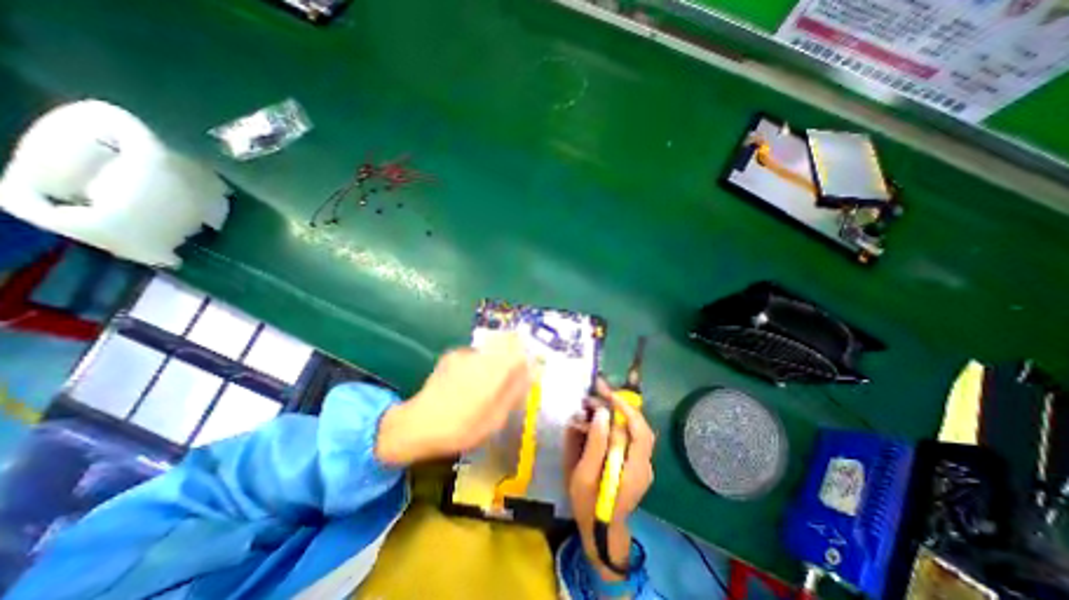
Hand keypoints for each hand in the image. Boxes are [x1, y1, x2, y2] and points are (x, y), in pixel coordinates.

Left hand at [376, 334, 533, 464]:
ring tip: (481, 389)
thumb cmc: (462, 427)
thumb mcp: (496, 418)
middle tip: (502, 385)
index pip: (519, 350)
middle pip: (505, 347)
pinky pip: (472, 356)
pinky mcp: (451, 355)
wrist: (418, 425)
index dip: (525, 359)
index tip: (523, 373)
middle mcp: (482, 355)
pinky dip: (475, 366)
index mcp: (496, 369)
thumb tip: (529, 373)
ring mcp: (465, 353)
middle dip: (509, 362)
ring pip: (489, 351)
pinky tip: (464, 386)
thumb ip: (514, 392)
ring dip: (491, 364)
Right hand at [562, 377, 656, 577]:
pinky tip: (600, 419)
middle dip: (620, 405)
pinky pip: (628, 436)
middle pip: (639, 426)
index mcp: (635, 470)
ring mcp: (641, 464)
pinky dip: (616, 423)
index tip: (607, 393)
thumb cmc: (588, 505)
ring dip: (617, 412)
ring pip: (634, 429)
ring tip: (595, 401)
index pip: (640, 431)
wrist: (600, 532)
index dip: (626, 409)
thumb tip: (601, 413)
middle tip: (598, 391)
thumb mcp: (584, 475)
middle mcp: (644, 464)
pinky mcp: (635, 463)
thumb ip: (595, 444)